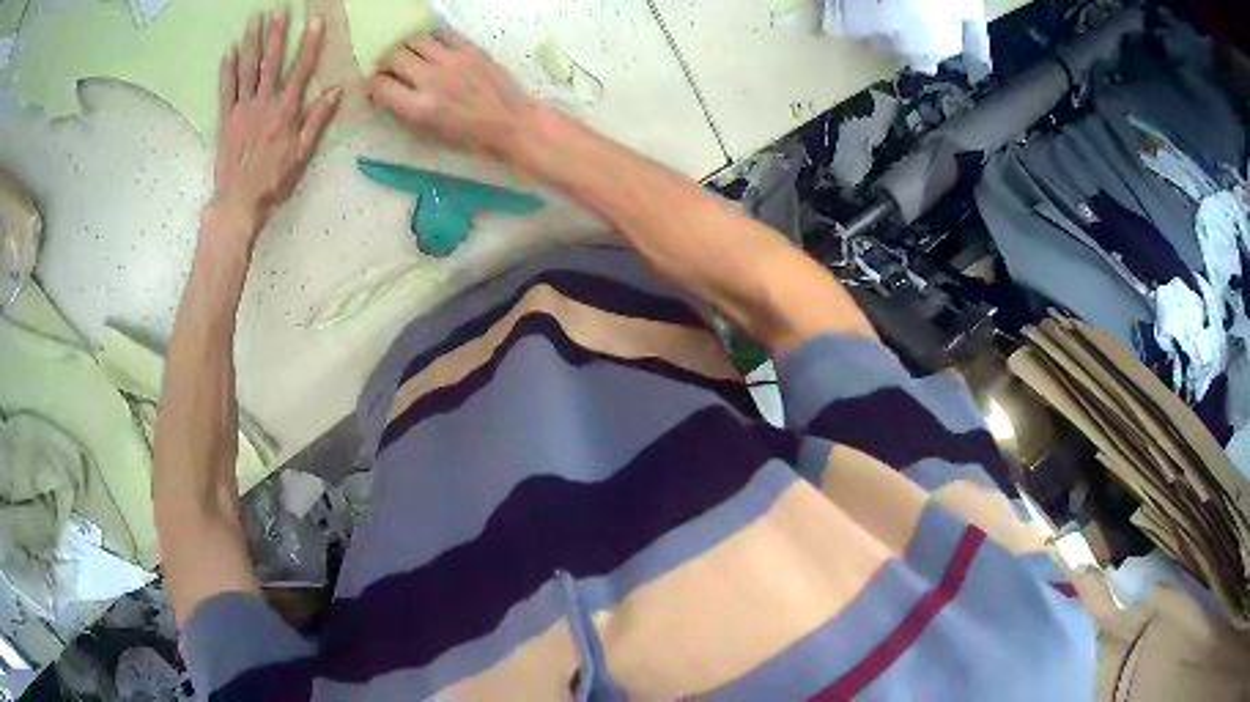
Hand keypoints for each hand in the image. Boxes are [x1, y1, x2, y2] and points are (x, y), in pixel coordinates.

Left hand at [210, 8, 341, 245]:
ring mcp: (242, 110)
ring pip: (247, 69)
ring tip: (254, 20)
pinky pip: (226, 90)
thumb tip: (335, 91)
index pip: (301, 70)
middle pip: (271, 62)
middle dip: (277, 33)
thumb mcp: (302, 155)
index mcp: (286, 111)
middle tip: (279, 9)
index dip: (309, 44)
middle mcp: (264, 103)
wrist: (238, 204)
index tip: (314, 21)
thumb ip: (317, 120)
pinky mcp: (226, 119)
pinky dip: (227, 70)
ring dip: (251, 42)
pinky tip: (228, 51)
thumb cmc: (273, 182)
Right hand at [365, 29, 537, 158]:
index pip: (380, 85)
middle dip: (385, 63)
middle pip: (393, 56)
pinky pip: (441, 32)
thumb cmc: (469, 137)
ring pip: (414, 39)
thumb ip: (404, 112)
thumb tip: (386, 94)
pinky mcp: (470, 49)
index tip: (376, 88)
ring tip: (410, 56)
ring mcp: (452, 60)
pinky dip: (430, 37)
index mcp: (419, 107)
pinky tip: (432, 47)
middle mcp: (431, 79)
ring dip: (405, 47)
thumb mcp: (429, 134)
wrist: (511, 123)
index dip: (372, 86)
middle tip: (391, 70)